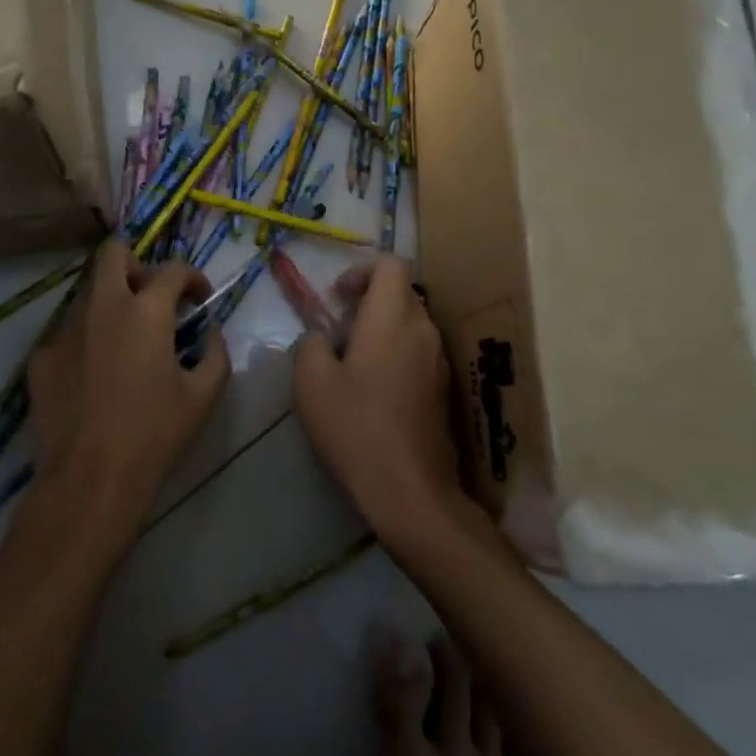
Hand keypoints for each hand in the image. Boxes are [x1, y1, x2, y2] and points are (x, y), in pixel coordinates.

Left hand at [26, 241, 229, 532]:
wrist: (90, 479)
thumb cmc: (155, 434)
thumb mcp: (203, 395)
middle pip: (113, 254)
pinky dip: (86, 341)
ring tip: (124, 343)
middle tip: (150, 297)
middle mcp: (103, 307)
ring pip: (88, 294)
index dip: (192, 277)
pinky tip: (94, 376)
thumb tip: (210, 331)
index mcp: (146, 311)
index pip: (172, 269)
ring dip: (111, 304)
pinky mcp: (41, 357)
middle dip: (136, 264)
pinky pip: (67, 333)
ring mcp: (66, 330)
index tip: (199, 298)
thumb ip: (215, 352)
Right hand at [293, 255, 464, 545]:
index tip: (338, 299)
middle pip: (402, 293)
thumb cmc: (355, 428)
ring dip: (382, 329)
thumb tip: (322, 339)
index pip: (390, 264)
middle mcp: (423, 330)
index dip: (361, 271)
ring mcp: (439, 361)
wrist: (409, 491)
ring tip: (353, 364)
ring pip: (411, 324)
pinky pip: (419, 352)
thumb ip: (311, 344)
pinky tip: (374, 391)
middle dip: (369, 301)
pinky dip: (396, 354)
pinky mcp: (444, 389)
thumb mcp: (311, 382)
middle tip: (339, 332)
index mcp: (392, 318)